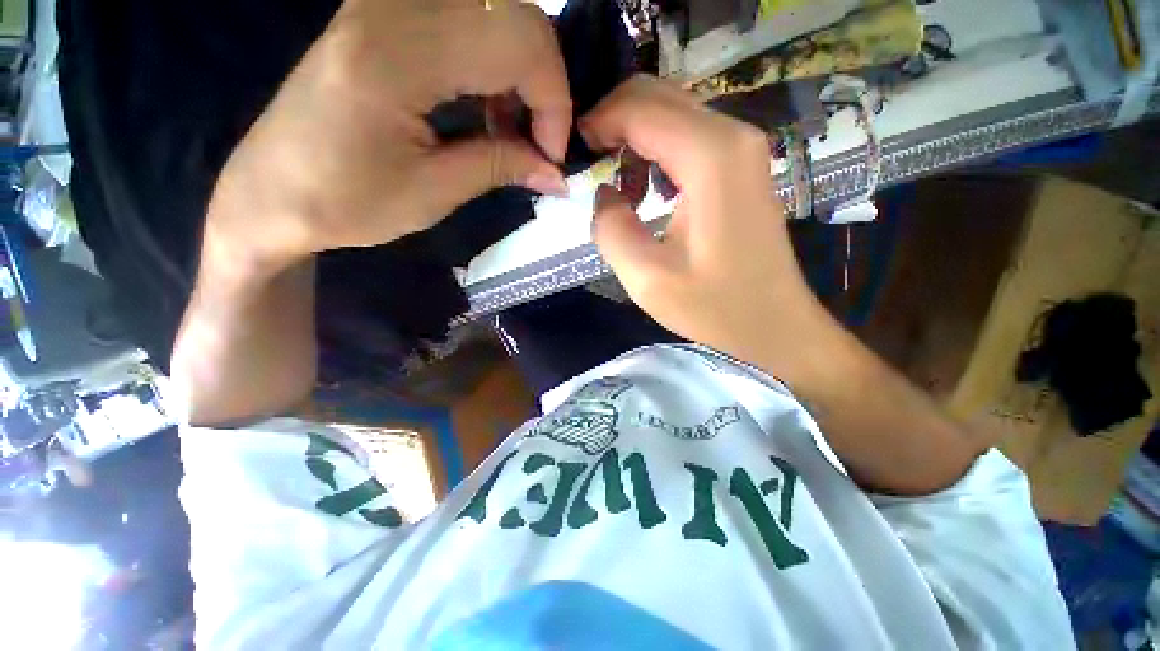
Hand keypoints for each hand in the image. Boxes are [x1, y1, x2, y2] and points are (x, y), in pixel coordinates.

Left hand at [207, 0, 572, 276]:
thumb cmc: (345, 202)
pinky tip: (487, 109)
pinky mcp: (385, 14)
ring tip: (513, 132)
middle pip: (515, 14)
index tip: (552, 156)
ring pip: (496, 12)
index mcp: (398, 53)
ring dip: (522, 74)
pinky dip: (495, 64)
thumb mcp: (433, 193)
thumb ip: (502, 168)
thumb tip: (558, 175)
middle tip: (540, 143)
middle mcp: (393, 6)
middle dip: (545, 85)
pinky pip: (467, 20)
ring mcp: (386, 2)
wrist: (272, 192)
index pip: (518, 42)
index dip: (553, 101)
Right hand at [580, 76, 824, 364]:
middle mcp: (731, 135)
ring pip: (672, 113)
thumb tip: (605, 193)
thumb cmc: (714, 307)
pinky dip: (658, 153)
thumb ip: (612, 229)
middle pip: (657, 96)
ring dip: (635, 140)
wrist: (774, 323)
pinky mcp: (742, 165)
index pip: (640, 107)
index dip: (598, 122)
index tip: (573, 154)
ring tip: (621, 191)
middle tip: (590, 167)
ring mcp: (742, 147)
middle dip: (613, 122)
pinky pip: (689, 137)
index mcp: (709, 157)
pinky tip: (650, 193)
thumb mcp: (647, 279)